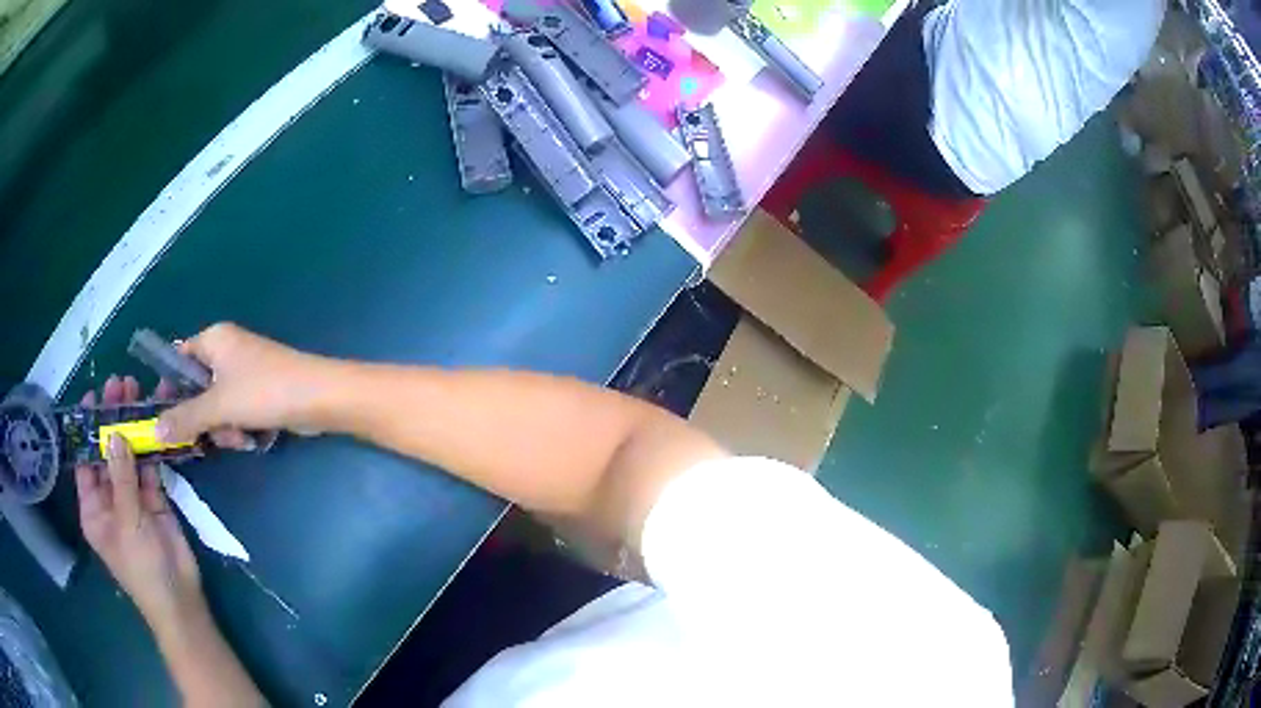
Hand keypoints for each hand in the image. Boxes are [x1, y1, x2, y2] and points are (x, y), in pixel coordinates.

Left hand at [76, 376, 204, 631]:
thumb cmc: (142, 568)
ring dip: (133, 426)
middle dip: (112, 419)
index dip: (87, 427)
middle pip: (107, 451)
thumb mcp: (127, 523)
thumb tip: (115, 433)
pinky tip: (156, 420)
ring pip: (129, 454)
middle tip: (120, 384)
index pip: (85, 459)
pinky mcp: (154, 499)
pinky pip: (150, 466)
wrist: (180, 600)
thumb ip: (121, 477)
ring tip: (137, 391)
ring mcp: (132, 497)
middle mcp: (108, 497)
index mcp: (92, 507)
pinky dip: (153, 444)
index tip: (94, 395)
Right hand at [156, 323, 328, 446]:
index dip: (170, 387)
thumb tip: (154, 429)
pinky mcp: (261, 391)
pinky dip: (241, 427)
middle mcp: (227, 350)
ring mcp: (246, 371)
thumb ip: (185, 418)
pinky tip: (252, 439)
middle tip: (212, 433)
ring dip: (225, 428)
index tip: (166, 416)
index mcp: (214, 339)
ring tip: (239, 437)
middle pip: (198, 388)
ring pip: (218, 406)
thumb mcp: (218, 406)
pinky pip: (238, 412)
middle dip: (204, 418)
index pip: (179, 358)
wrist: (319, 398)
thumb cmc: (263, 392)